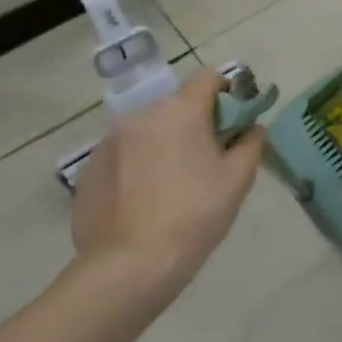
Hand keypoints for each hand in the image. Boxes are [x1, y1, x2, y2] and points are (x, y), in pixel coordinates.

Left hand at [70, 70, 266, 303]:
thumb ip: (251, 143)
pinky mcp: (89, 169)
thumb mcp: (238, 179)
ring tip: (171, 181)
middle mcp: (142, 114)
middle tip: (206, 155)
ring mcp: (109, 141)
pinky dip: (136, 164)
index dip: (226, 90)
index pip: (208, 77)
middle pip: (175, 104)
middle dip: (193, 121)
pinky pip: (122, 154)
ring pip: (146, 129)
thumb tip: (252, 129)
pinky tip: (143, 198)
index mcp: (182, 110)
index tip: (234, 118)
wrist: (130, 264)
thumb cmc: (195, 213)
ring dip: (162, 141)